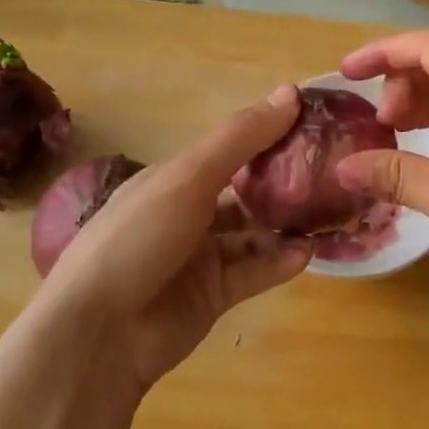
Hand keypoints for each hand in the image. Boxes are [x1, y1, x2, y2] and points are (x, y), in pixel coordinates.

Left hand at [38, 86, 312, 393]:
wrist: (98, 336)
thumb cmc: (138, 238)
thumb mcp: (189, 177)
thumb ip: (242, 138)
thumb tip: (292, 92)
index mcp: (173, 179)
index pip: (230, 149)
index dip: (268, 136)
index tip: (313, 125)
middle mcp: (187, 213)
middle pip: (245, 191)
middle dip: (283, 182)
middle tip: (331, 171)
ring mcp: (200, 257)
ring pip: (253, 233)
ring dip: (286, 224)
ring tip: (328, 213)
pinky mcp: (213, 296)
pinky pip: (254, 272)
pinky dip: (279, 262)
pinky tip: (307, 252)